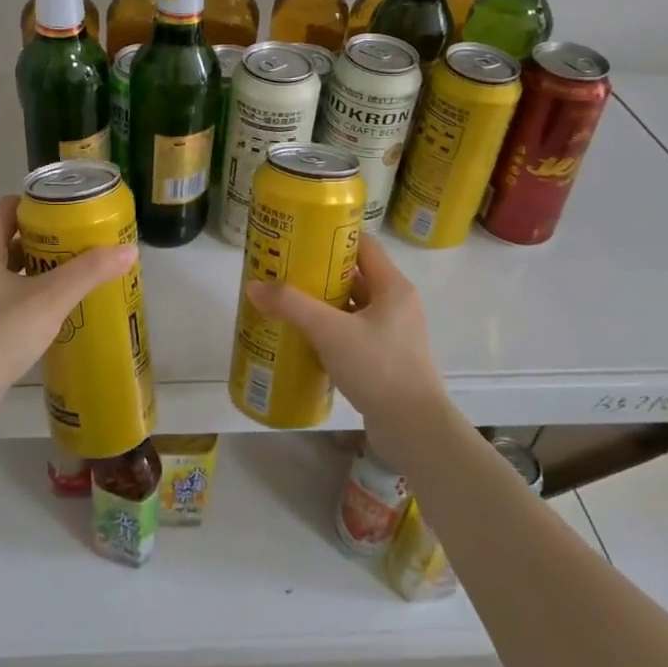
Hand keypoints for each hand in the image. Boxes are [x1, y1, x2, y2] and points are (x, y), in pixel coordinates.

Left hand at [0, 196, 136, 413]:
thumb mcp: (50, 299)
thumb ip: (89, 272)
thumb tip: (129, 250)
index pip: (6, 208)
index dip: (36, 204)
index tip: (68, 209)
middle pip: (8, 238)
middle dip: (44, 238)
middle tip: (79, 241)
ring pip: (7, 270)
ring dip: (37, 268)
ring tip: (73, 272)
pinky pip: (4, 297)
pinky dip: (28, 294)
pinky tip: (53, 308)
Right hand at [246, 234, 451, 461]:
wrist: (414, 429)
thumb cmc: (378, 368)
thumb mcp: (330, 331)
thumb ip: (292, 305)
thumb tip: (254, 286)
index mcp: (393, 287)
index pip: (363, 244)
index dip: (332, 237)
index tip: (299, 238)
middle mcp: (397, 304)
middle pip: (355, 275)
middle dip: (319, 272)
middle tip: (284, 271)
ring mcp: (393, 333)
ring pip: (352, 306)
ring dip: (322, 303)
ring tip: (286, 302)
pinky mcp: (385, 359)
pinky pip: (353, 332)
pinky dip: (329, 330)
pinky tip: (303, 338)